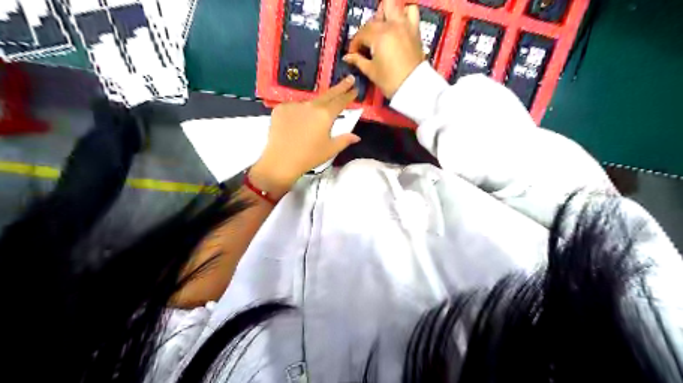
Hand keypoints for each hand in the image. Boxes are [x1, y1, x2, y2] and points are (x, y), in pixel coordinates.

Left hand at [248, 76, 358, 198]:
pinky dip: (297, 113)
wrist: (280, 161)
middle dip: (339, 87)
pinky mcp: (280, 108)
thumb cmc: (309, 157)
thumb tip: (356, 137)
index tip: (355, 88)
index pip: (340, 101)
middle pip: (327, 94)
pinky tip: (295, 125)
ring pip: (308, 103)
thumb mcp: (330, 150)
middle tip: (348, 79)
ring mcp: (294, 105)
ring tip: (311, 123)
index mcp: (325, 115)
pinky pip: (293, 108)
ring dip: (314, 107)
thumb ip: (344, 140)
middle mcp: (310, 105)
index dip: (349, 94)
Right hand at [345, 0, 424, 99]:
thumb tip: (348, 57)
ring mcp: (405, 25)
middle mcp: (392, 25)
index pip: (361, 34)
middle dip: (367, 29)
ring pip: (393, 6)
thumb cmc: (391, 81)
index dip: (355, 44)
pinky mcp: (415, 30)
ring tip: (382, 28)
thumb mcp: (371, 71)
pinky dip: (404, 13)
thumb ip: (358, 60)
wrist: (414, 87)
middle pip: (374, 19)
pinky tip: (398, 24)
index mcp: (379, 35)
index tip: (353, 53)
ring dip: (385, 14)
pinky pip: (411, 11)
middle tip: (366, 43)